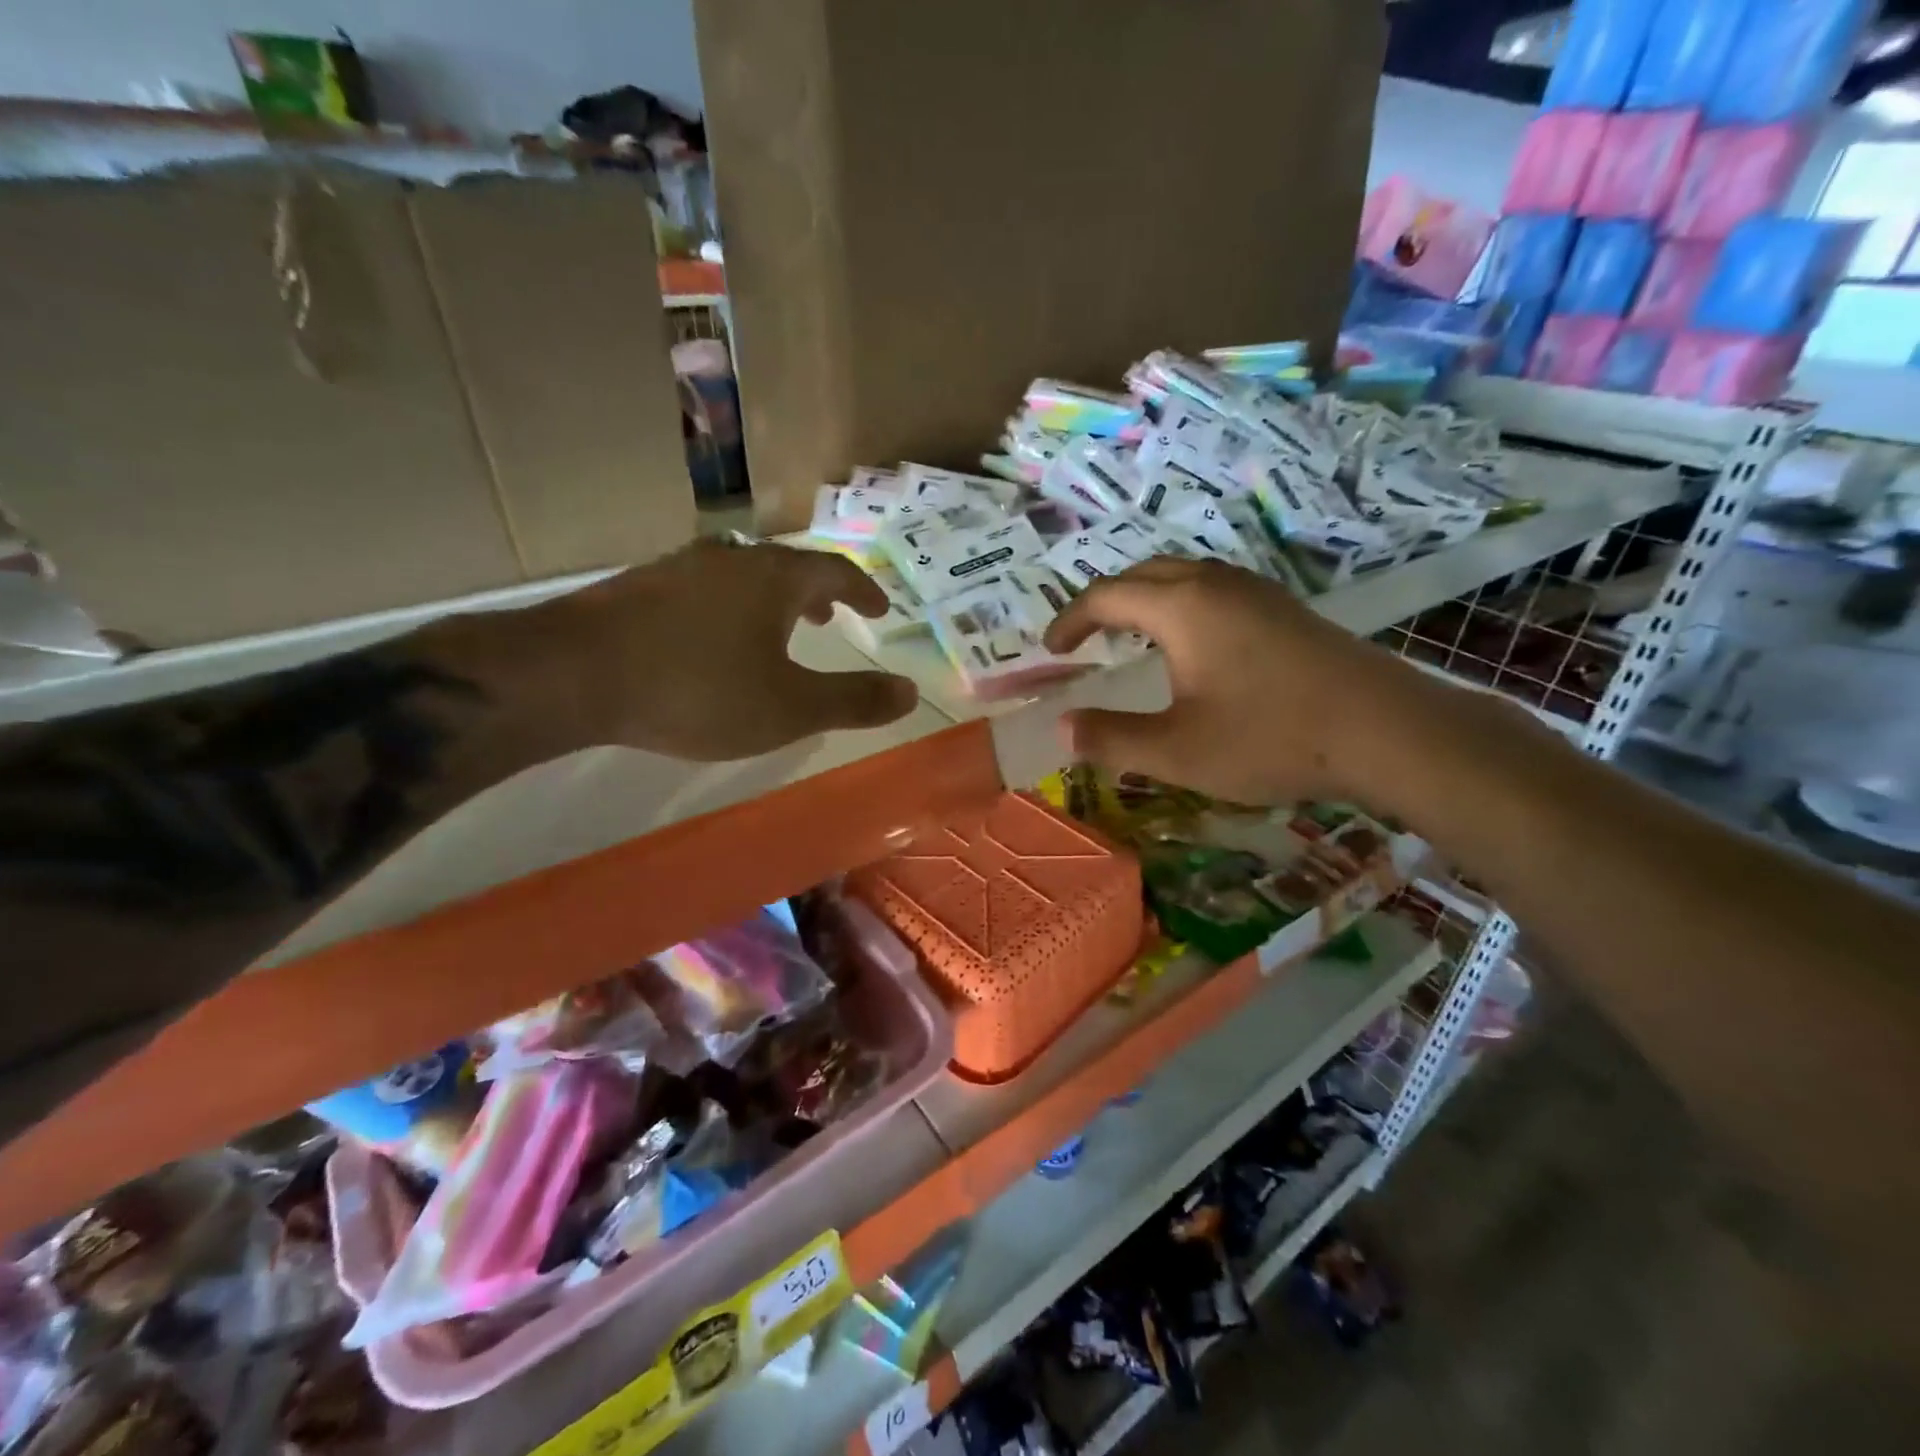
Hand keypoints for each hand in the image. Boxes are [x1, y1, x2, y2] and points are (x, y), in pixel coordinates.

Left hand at [524, 541, 918, 760]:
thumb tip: (911, 692)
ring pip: (741, 577)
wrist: (572, 675)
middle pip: (787, 568)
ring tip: (775, 631)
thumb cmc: (697, 690)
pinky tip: (710, 641)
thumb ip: (853, 700)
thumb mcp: (789, 708)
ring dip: (769, 600)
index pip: (835, 573)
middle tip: (829, 618)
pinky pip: (702, 591)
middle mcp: (731, 560)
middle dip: (815, 594)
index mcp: (775, 578)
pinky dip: (726, 610)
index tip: (879, 608)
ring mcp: (678, 569)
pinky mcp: (637, 588)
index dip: (863, 591)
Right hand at [1043, 557, 1442, 806]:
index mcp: (1181, 607)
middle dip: (1105, 602)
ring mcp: (1256, 591)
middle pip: (1143, 574)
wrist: (1386, 731)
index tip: (1051, 650)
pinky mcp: (1284, 609)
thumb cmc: (1271, 738)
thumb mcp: (1177, 751)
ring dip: (1145, 599)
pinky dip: (1181, 605)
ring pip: (1183, 577)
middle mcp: (1216, 584)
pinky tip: (1193, 645)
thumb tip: (1062, 728)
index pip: (1105, 597)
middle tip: (1086, 639)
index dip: (1070, 621)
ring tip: (1131, 637)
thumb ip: (1112, 738)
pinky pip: (1214, 589)